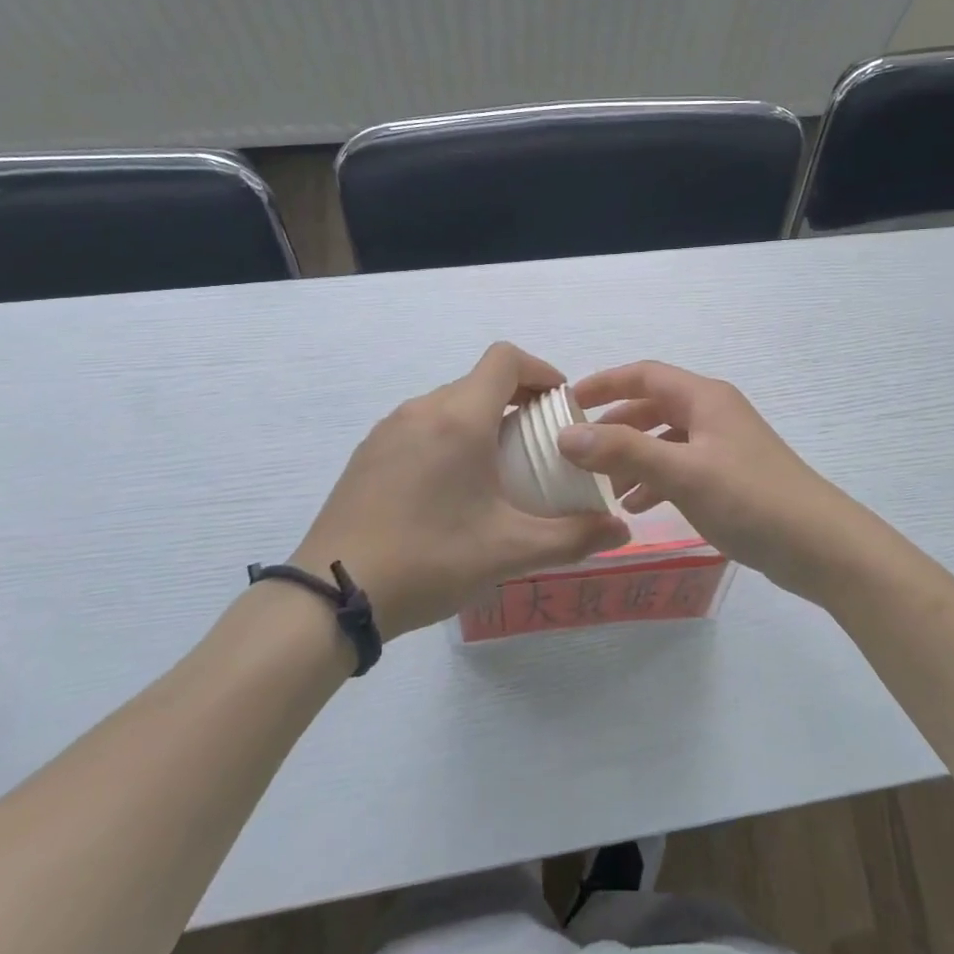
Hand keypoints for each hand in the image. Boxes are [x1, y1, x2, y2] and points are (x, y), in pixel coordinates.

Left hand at [291, 344, 629, 638]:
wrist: (331, 594)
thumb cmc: (429, 559)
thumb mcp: (508, 551)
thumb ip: (573, 537)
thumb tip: (621, 531)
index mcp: (459, 418)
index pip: (506, 359)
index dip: (541, 370)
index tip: (561, 403)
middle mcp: (422, 410)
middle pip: (479, 382)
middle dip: (517, 401)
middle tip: (540, 444)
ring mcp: (388, 430)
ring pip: (449, 404)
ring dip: (482, 420)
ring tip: (499, 469)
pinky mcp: (368, 453)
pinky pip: (421, 426)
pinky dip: (449, 437)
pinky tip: (451, 489)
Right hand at [558, 361, 883, 604]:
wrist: (820, 546)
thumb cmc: (750, 499)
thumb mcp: (682, 473)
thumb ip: (623, 451)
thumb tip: (566, 434)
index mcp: (703, 398)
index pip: (643, 375)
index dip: (603, 383)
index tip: (565, 402)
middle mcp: (713, 413)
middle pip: (652, 406)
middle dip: (613, 425)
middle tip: (576, 449)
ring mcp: (723, 445)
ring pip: (664, 440)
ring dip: (631, 457)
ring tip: (600, 486)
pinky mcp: (730, 476)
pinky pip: (680, 467)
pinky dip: (655, 480)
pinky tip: (637, 507)